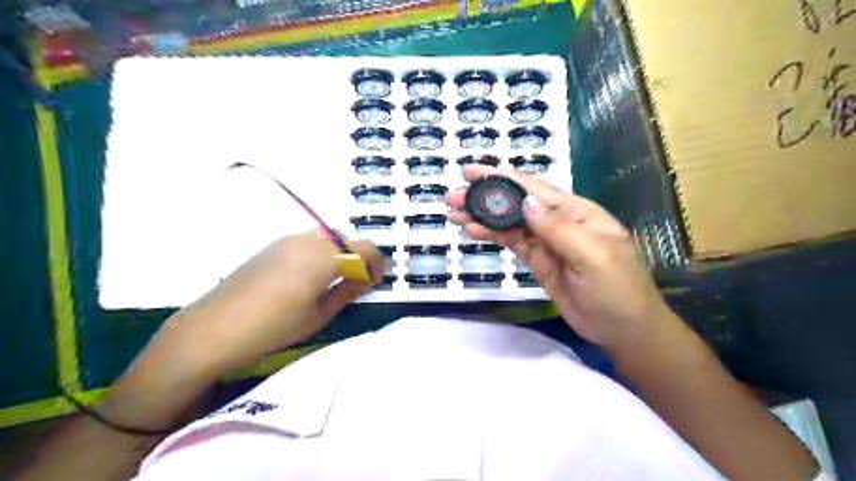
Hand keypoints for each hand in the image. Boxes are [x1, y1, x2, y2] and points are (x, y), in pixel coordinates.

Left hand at [170, 232, 382, 376]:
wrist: (215, 328)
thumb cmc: (273, 327)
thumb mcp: (319, 315)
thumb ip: (347, 292)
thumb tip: (364, 279)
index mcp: (323, 257)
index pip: (364, 248)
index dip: (376, 263)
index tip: (374, 282)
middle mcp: (308, 240)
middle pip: (346, 238)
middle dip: (358, 256)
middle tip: (357, 281)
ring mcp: (288, 240)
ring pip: (327, 236)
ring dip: (339, 252)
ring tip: (335, 278)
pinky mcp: (273, 245)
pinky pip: (308, 240)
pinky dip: (321, 251)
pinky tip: (311, 275)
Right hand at [448, 166, 676, 348]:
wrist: (623, 329)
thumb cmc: (617, 289)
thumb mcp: (593, 256)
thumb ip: (558, 228)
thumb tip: (526, 201)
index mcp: (576, 212)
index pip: (534, 189)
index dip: (502, 178)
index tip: (472, 173)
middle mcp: (558, 222)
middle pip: (516, 203)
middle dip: (485, 197)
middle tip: (452, 196)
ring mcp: (546, 243)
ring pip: (509, 223)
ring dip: (482, 217)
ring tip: (453, 213)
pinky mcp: (538, 261)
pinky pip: (512, 243)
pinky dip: (492, 236)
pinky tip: (473, 231)